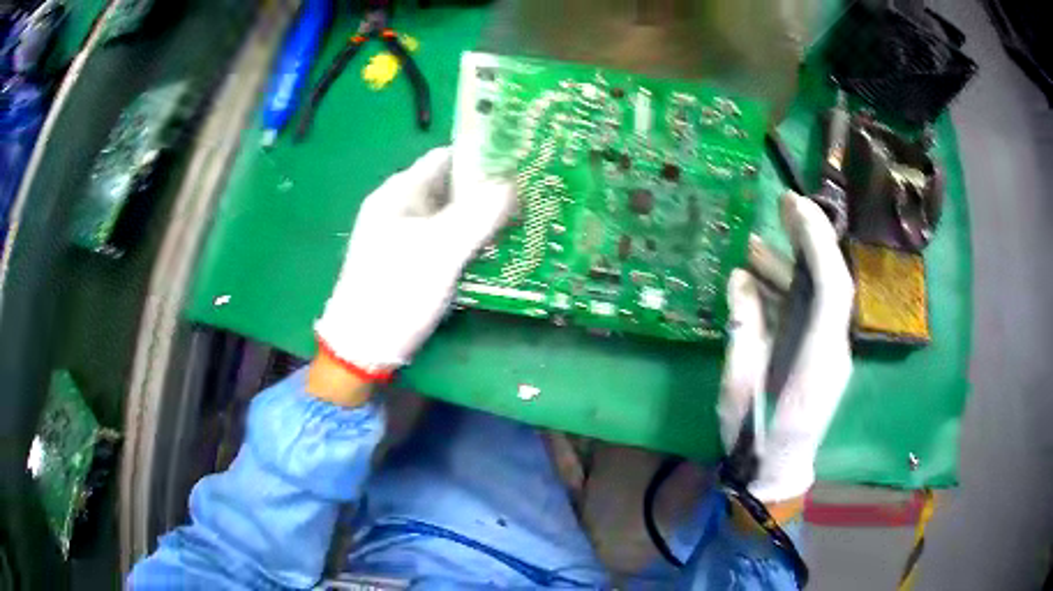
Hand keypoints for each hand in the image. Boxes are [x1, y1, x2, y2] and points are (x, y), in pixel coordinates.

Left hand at [314, 146, 515, 381]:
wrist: (362, 348)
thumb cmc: (396, 291)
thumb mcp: (440, 249)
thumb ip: (478, 213)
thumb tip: (513, 183)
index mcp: (399, 193)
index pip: (445, 158)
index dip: (482, 157)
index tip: (520, 163)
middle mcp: (400, 208)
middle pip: (451, 188)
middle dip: (488, 190)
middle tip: (531, 196)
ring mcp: (405, 237)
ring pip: (452, 216)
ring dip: (482, 218)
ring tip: (524, 220)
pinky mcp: (412, 263)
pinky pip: (447, 241)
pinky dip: (471, 241)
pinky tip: (498, 249)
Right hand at [718, 192, 854, 503]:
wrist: (777, 472)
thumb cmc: (755, 438)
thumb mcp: (739, 387)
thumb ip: (745, 331)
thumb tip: (741, 280)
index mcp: (819, 360)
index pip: (832, 289)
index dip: (817, 244)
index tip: (794, 208)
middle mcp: (834, 349)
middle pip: (833, 283)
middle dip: (813, 239)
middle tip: (784, 205)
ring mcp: (830, 352)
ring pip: (820, 296)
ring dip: (792, 265)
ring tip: (753, 245)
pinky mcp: (821, 355)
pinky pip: (810, 311)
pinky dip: (787, 290)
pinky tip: (758, 280)